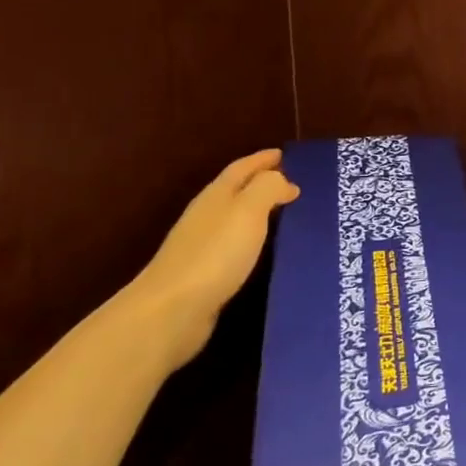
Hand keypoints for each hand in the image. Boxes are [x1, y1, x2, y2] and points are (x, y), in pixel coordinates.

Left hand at [124, 149, 298, 368]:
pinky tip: (267, 249)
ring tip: (288, 213)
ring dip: (260, 212)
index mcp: (216, 196)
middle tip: (293, 183)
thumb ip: (268, 188)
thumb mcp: (248, 211)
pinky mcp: (206, 274)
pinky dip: (254, 239)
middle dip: (262, 183)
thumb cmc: (215, 254)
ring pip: (237, 218)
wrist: (172, 311)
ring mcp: (203, 246)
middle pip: (237, 191)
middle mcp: (207, 216)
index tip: (285, 154)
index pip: (242, 168)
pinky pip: (237, 245)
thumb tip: (283, 181)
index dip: (262, 159)